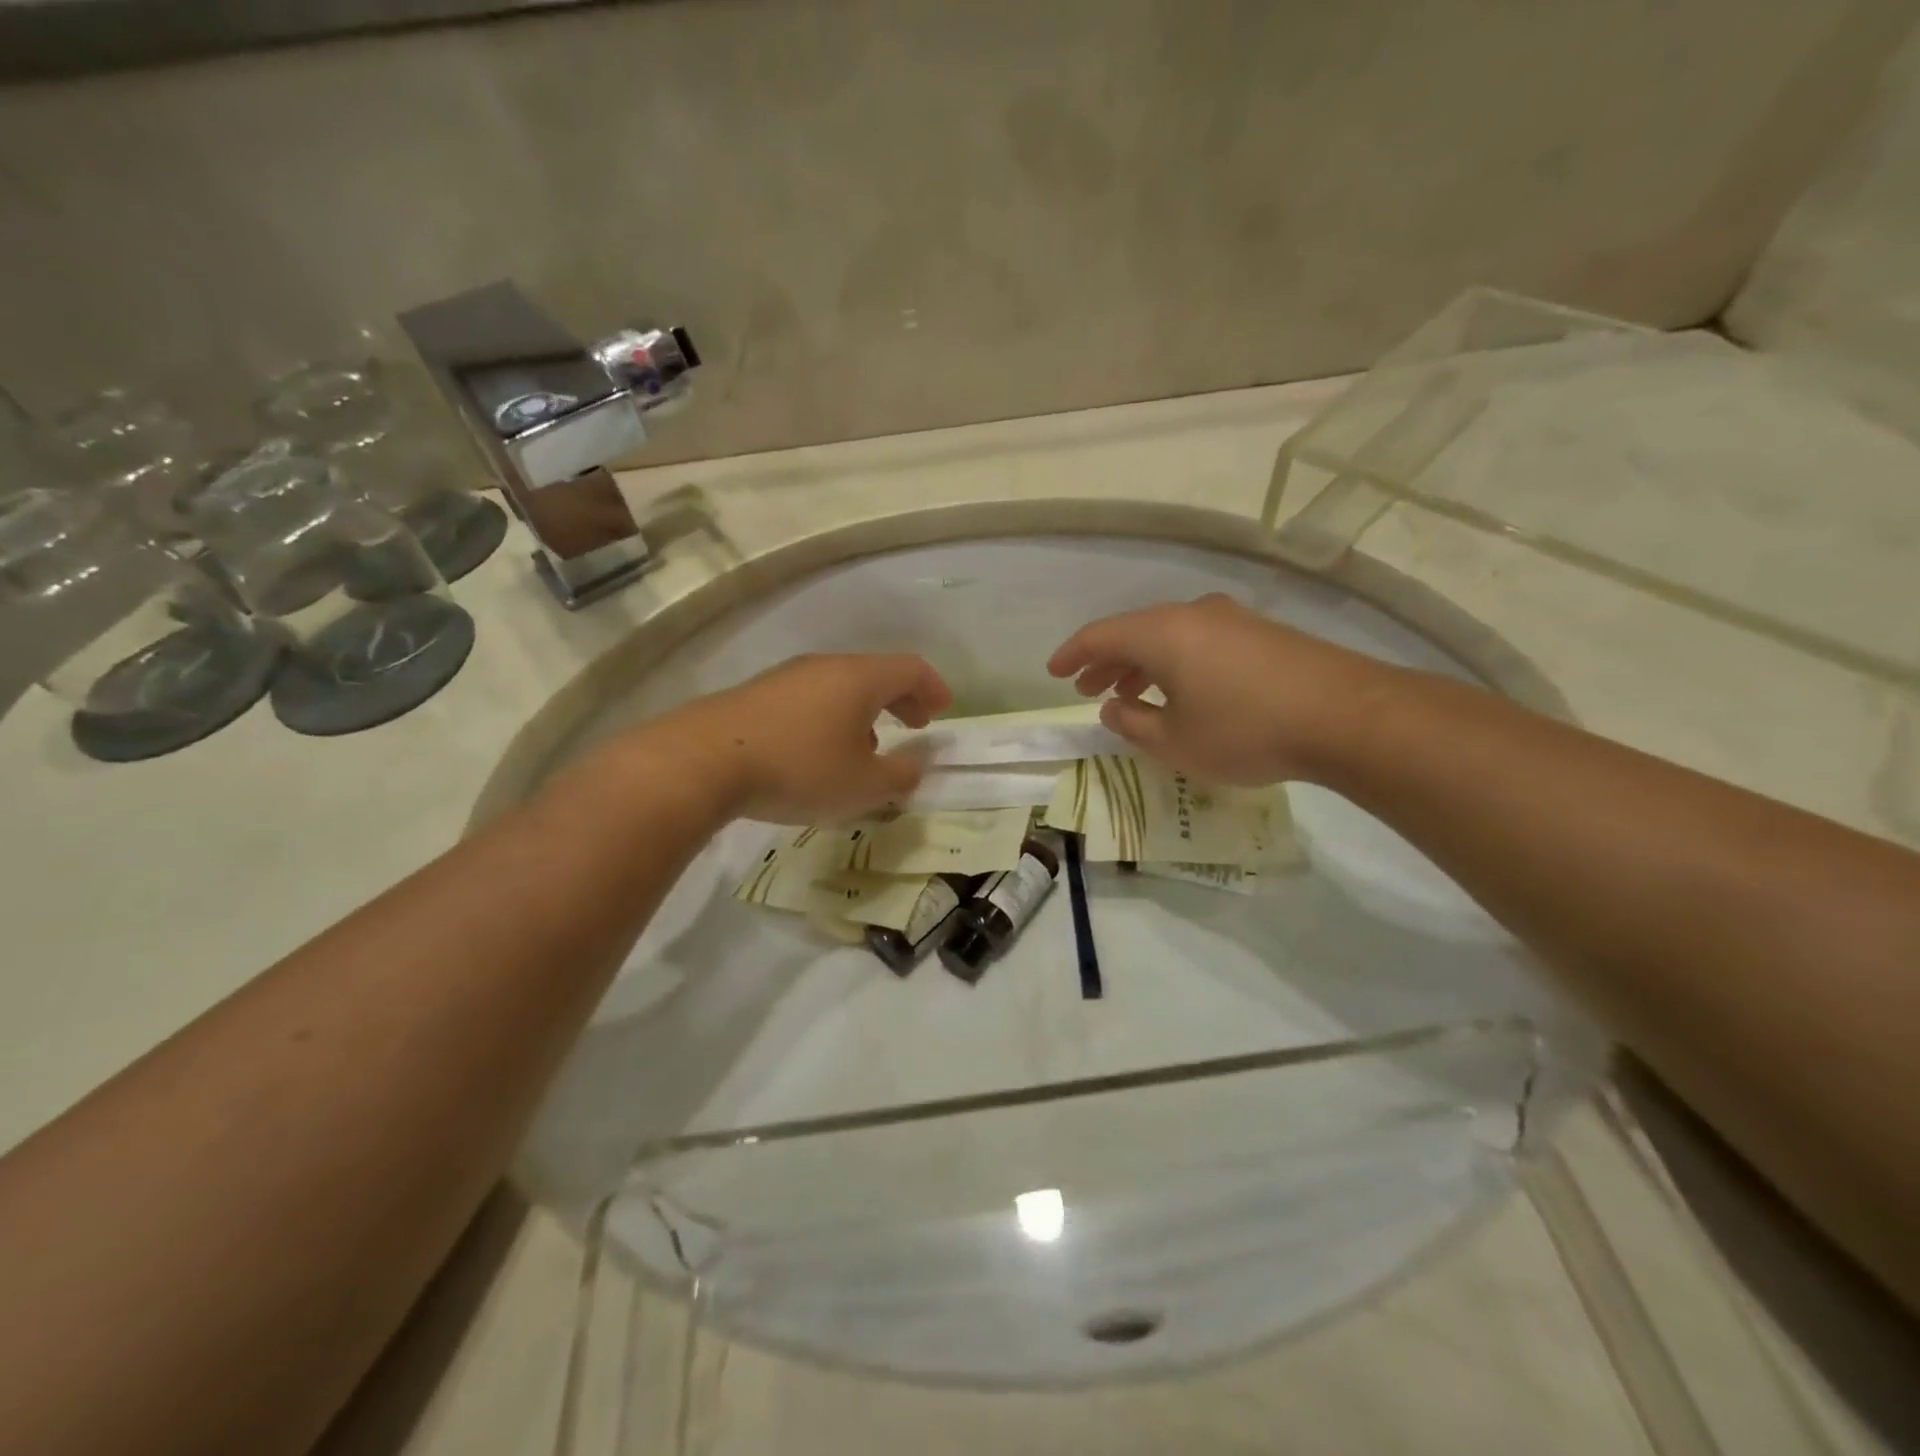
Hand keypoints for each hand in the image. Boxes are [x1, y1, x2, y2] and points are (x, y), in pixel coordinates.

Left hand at [632, 653, 952, 822]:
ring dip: (865, 711)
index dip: (933, 687)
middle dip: (901, 699)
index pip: (910, 668)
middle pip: (875, 673)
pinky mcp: (757, 695)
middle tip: (916, 724)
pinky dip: (832, 717)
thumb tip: (917, 764)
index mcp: (859, 679)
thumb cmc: (798, 768)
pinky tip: (819, 751)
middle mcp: (825, 667)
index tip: (943, 710)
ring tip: (868, 745)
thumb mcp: (862, 785)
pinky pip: (810, 698)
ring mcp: (786, 677)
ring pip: (840, 686)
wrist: (702, 761)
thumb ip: (900, 775)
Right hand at [1047, 594, 1399, 784]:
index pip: (1100, 635)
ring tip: (1129, 694)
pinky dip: (1175, 664)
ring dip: (1141, 664)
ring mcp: (1231, 620)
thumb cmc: (1245, 730)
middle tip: (1088, 689)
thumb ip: (1133, 724)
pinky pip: (1199, 642)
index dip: (1071, 655)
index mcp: (1162, 633)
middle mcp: (1193, 614)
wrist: (1346, 716)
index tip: (1053, 673)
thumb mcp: (1175, 742)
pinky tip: (1182, 691)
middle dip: (1106, 662)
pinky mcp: (1261, 634)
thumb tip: (1113, 708)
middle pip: (1134, 631)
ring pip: (1169, 637)